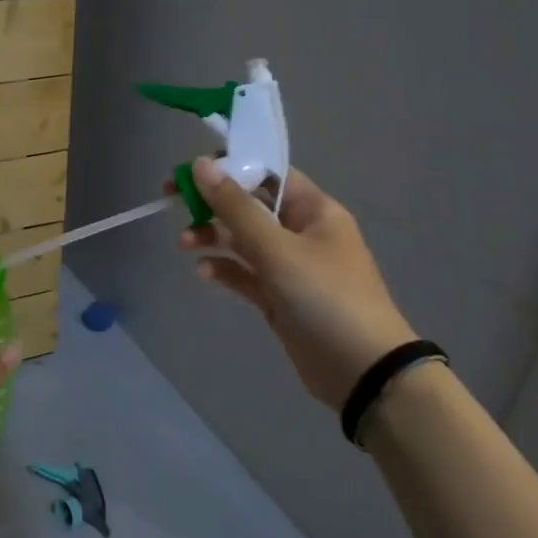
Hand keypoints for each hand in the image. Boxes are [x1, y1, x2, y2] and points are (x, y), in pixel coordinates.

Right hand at [180, 157, 414, 409]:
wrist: (364, 372)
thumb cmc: (325, 297)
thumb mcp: (277, 249)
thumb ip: (235, 207)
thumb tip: (201, 164)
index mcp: (313, 210)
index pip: (266, 173)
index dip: (229, 167)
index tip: (191, 172)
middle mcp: (302, 231)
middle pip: (249, 205)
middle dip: (211, 203)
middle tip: (172, 201)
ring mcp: (291, 265)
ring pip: (242, 239)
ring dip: (212, 236)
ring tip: (184, 244)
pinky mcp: (280, 296)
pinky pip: (245, 272)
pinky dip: (224, 269)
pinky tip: (205, 272)